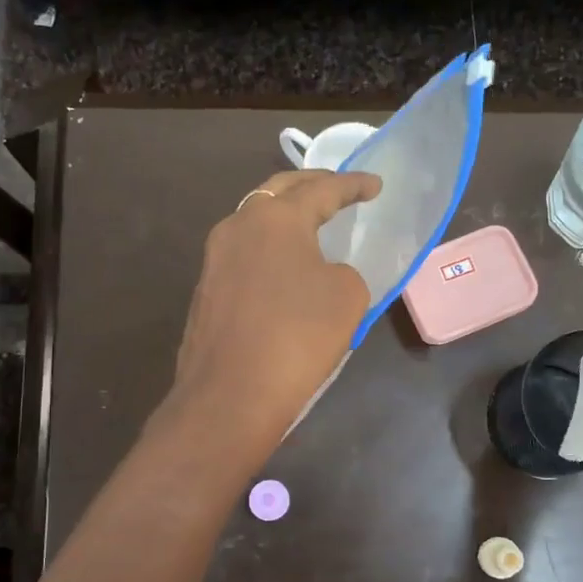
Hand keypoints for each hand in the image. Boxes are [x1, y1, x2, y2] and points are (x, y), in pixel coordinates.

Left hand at [164, 169, 381, 458]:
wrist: (230, 397)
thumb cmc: (298, 337)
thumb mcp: (347, 296)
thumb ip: (342, 272)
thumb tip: (320, 276)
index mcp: (275, 218)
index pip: (322, 190)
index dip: (353, 185)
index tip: (375, 185)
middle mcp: (237, 227)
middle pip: (278, 193)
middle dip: (312, 187)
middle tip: (339, 190)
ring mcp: (214, 259)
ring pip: (255, 223)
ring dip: (285, 219)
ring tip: (311, 226)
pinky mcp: (206, 292)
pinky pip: (245, 256)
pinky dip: (270, 252)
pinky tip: (284, 270)